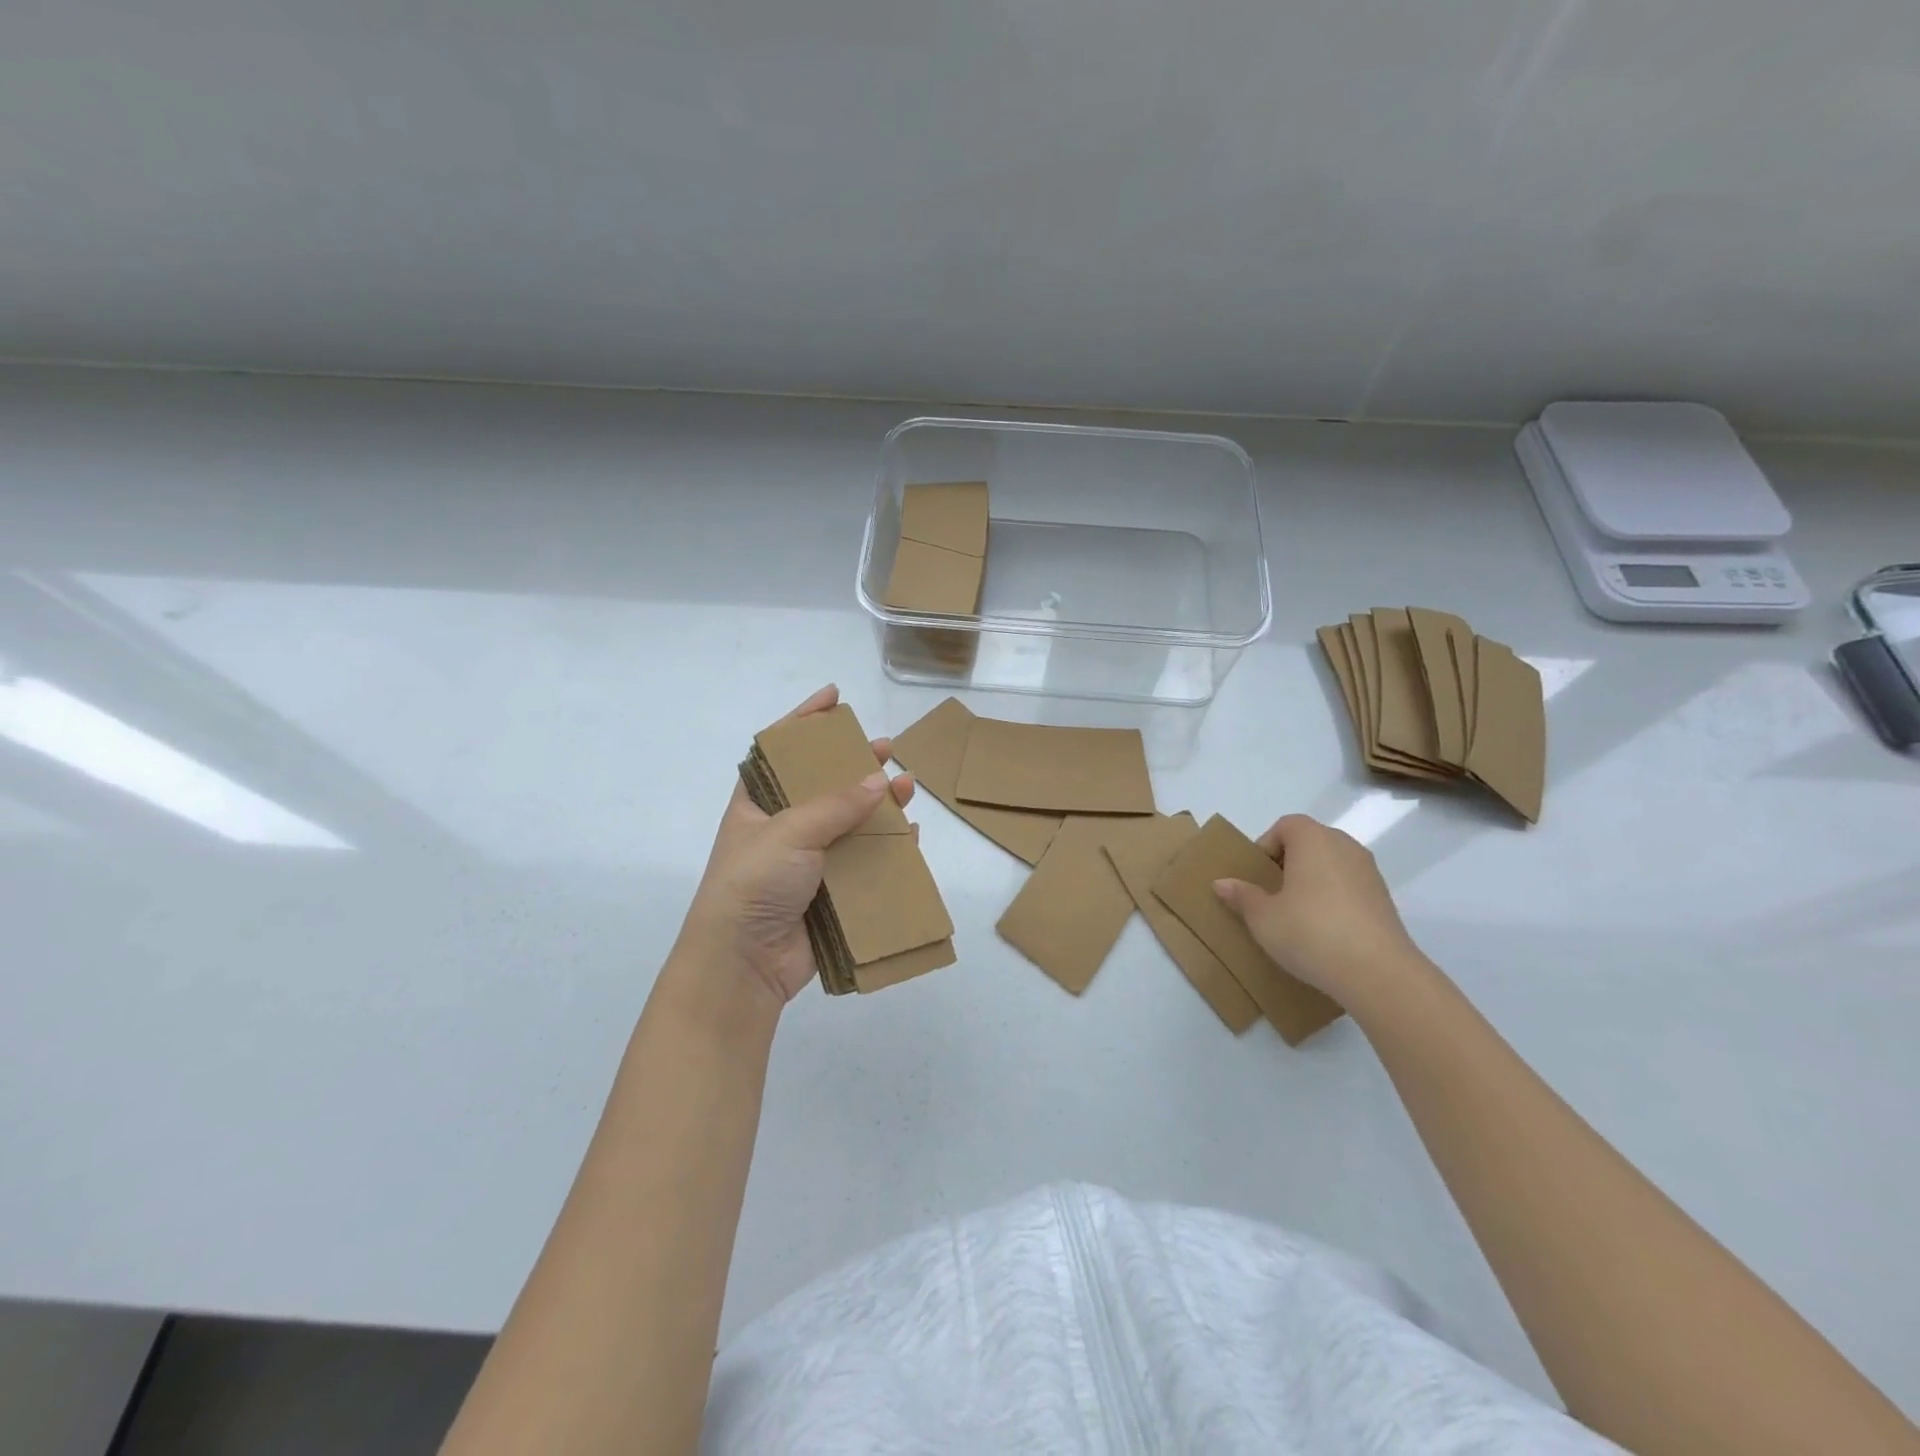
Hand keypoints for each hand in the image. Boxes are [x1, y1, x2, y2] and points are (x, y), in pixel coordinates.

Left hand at [679, 685, 915, 1010]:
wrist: (743, 964)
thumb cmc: (752, 883)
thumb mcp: (789, 832)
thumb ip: (835, 805)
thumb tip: (878, 780)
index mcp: (757, 804)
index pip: (780, 750)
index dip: (805, 720)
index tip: (834, 697)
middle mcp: (782, 827)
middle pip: (823, 784)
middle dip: (854, 764)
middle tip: (885, 748)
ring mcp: (807, 860)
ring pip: (850, 822)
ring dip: (878, 805)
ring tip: (907, 787)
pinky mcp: (829, 891)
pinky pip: (863, 861)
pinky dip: (886, 847)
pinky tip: (909, 834)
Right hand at [1211, 814, 1425, 1005]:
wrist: (1378, 973)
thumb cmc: (1310, 932)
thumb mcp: (1263, 917)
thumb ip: (1242, 896)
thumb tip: (1222, 883)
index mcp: (1313, 839)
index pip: (1286, 825)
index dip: (1267, 846)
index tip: (1258, 877)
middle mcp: (1344, 846)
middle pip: (1310, 842)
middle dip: (1288, 863)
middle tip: (1272, 895)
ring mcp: (1370, 872)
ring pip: (1331, 865)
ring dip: (1312, 882)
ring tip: (1297, 915)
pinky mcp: (1385, 899)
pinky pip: (1350, 887)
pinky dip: (1334, 899)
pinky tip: (1324, 931)